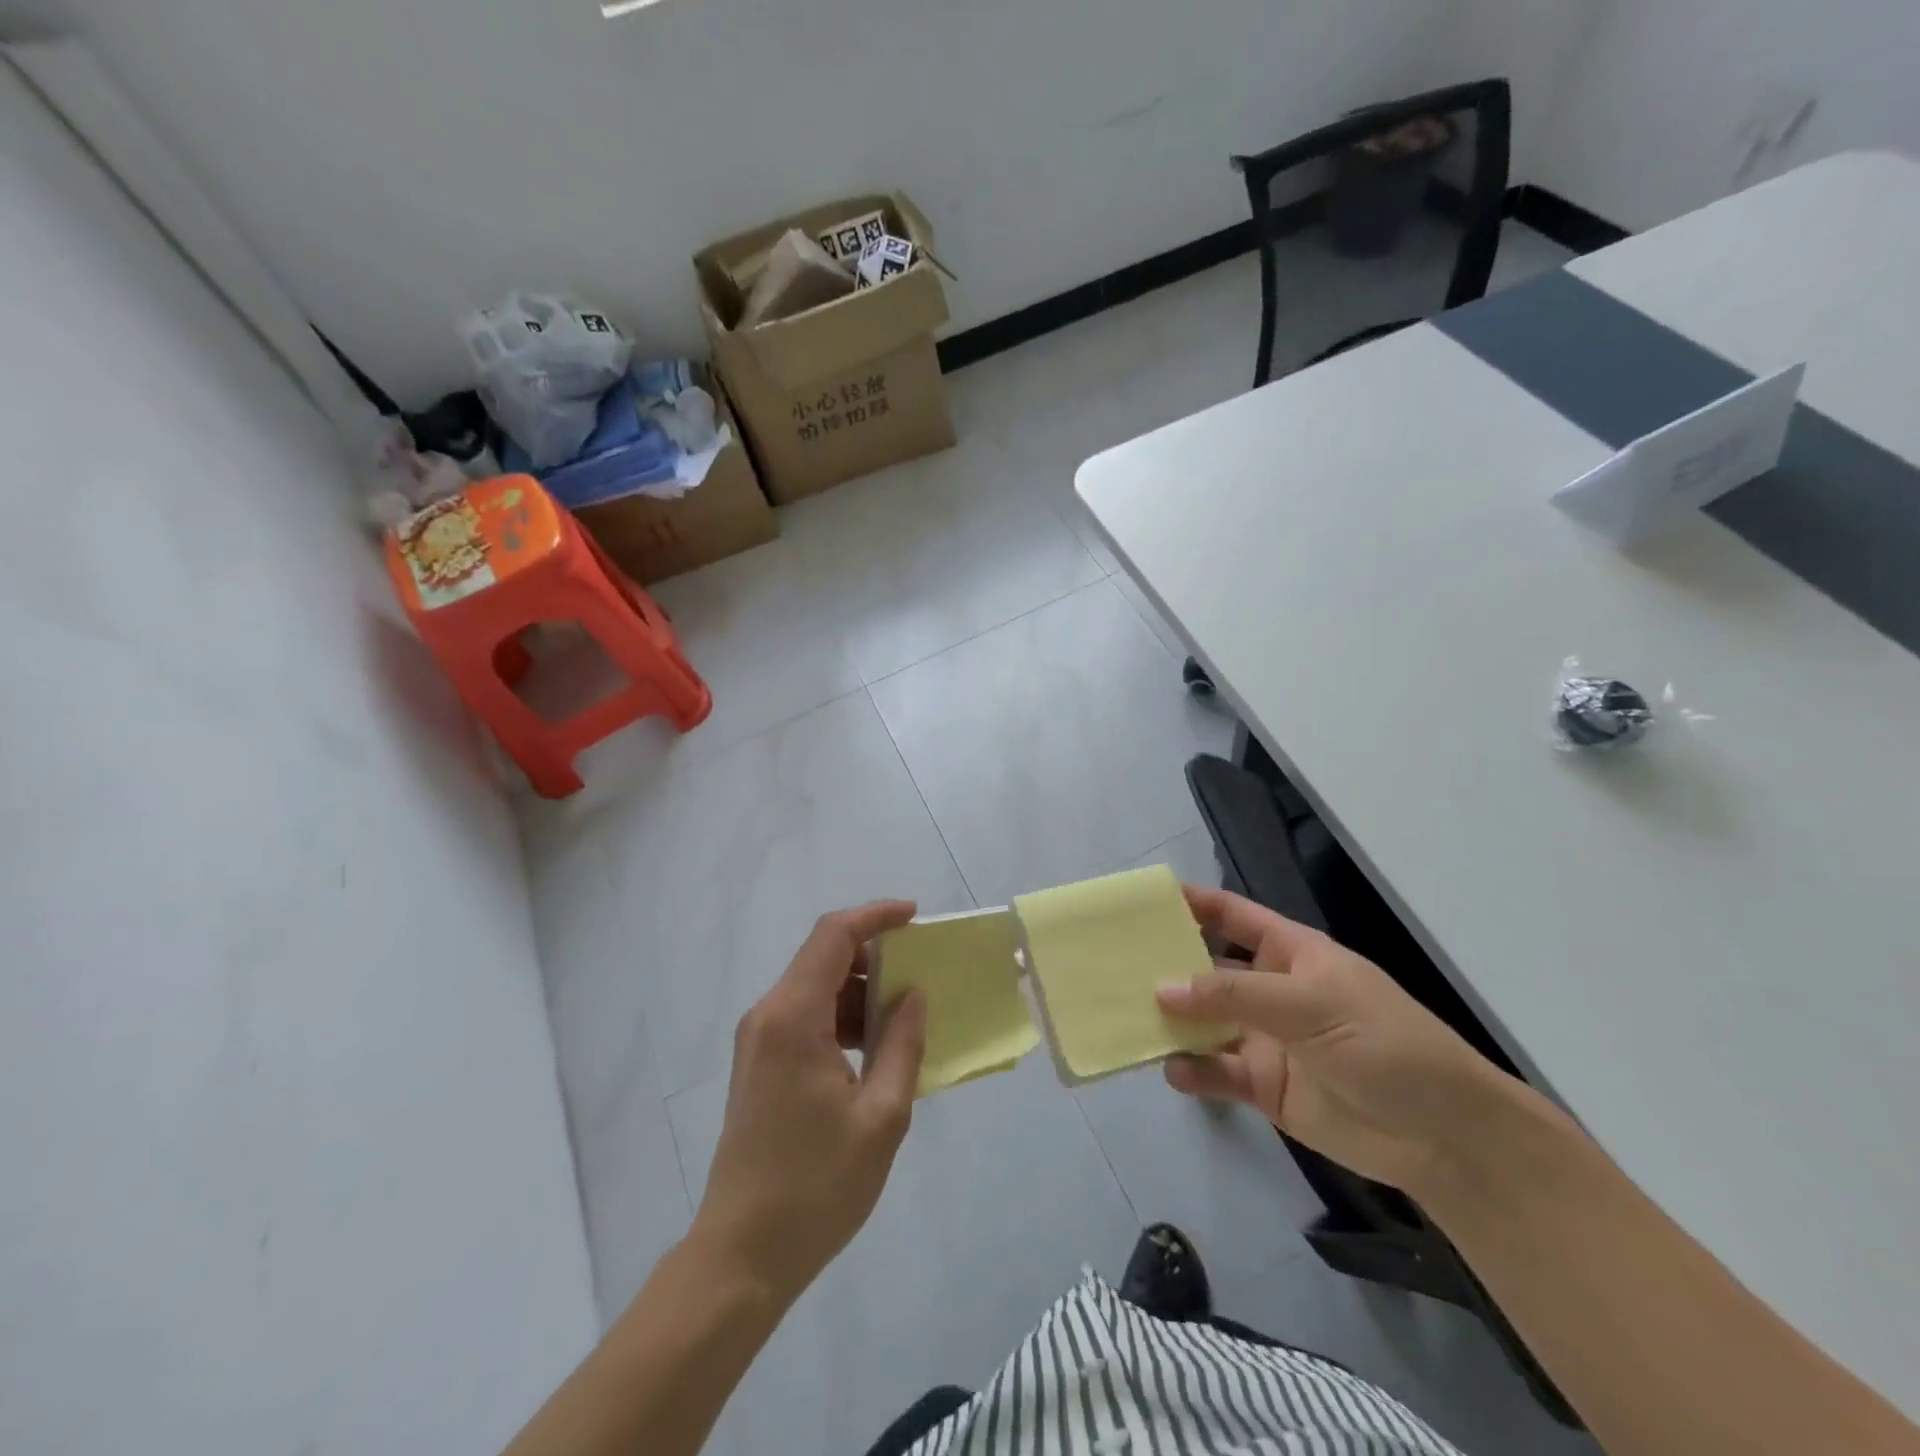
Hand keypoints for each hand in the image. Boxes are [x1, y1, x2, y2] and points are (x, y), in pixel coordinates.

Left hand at [691, 901, 926, 1306]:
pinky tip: (874, 1049)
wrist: (741, 1255)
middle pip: (823, 956)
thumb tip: (912, 996)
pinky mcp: (759, 1063)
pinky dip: (841, 1017)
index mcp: (793, 1018)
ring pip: (815, 986)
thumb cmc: (816, 1187)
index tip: (915, 917)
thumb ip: (902, 1045)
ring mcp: (758, 1040)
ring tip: (903, 1019)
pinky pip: (805, 1016)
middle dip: (873, 955)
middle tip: (919, 975)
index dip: (875, 915)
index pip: (833, 935)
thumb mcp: (881, 1117)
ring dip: (860, 990)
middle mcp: (768, 1015)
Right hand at [1156, 886, 1515, 1193]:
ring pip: (1204, 1021)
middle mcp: (1269, 990)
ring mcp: (1265, 1038)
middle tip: (1114, 963)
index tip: (1142, 902)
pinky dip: (1191, 1070)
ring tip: (1127, 1015)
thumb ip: (1233, 994)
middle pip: (1207, 968)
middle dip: (1166, 964)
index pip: (1231, 915)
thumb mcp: (1310, 1003)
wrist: (1442, 1135)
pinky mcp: (1265, 1086)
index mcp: (1288, 952)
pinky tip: (1172, 1069)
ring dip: (1171, 1019)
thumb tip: (1161, 987)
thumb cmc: (1384, 1043)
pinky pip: (1216, 1072)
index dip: (1191, 903)